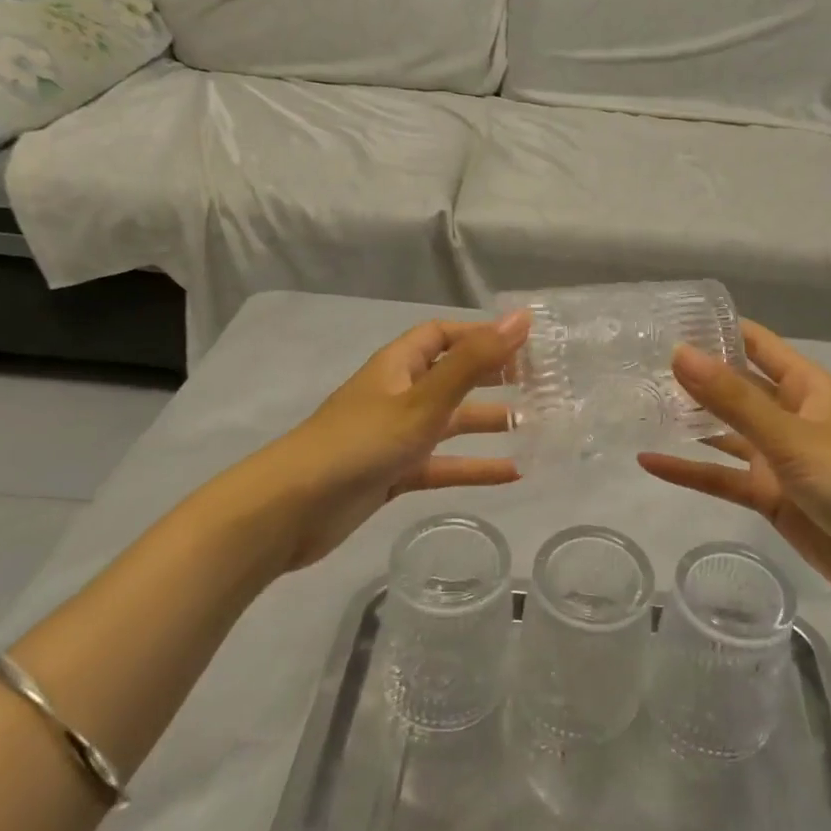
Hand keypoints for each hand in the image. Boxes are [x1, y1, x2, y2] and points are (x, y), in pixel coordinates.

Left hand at [258, 313, 529, 572]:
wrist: (291, 510)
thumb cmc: (361, 443)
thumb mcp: (423, 400)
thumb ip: (474, 362)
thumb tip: (521, 319)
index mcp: (398, 366)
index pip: (442, 335)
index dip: (480, 334)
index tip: (524, 344)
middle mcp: (398, 394)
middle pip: (451, 376)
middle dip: (491, 377)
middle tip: (539, 383)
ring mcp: (394, 436)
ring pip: (450, 422)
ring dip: (488, 422)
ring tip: (536, 425)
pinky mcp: (393, 474)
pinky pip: (441, 464)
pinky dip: (472, 467)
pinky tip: (512, 474)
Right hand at [638, 320, 830, 617]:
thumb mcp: (792, 437)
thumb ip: (733, 399)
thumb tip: (678, 353)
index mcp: (806, 387)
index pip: (755, 344)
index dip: (716, 329)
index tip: (665, 320)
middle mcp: (789, 416)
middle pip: (733, 387)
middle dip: (693, 376)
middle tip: (635, 364)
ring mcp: (779, 458)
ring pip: (724, 433)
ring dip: (687, 422)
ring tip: (636, 406)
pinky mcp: (770, 497)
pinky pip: (722, 477)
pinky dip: (690, 471)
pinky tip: (649, 462)